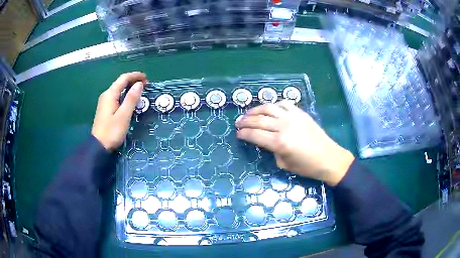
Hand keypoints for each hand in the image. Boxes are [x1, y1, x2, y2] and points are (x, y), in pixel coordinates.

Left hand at [91, 72, 145, 150]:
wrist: (98, 146)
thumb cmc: (112, 131)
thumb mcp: (124, 115)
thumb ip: (131, 99)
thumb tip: (139, 84)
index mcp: (110, 94)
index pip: (124, 78)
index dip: (135, 76)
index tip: (147, 79)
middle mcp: (106, 95)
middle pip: (120, 82)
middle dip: (133, 81)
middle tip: (146, 85)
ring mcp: (105, 102)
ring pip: (118, 89)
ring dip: (129, 88)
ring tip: (140, 91)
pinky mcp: (105, 109)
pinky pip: (117, 96)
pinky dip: (125, 95)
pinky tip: (130, 100)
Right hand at [236, 100, 353, 185]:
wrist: (328, 158)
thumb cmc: (307, 166)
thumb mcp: (284, 164)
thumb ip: (273, 151)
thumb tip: (266, 141)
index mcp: (279, 143)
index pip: (254, 135)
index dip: (243, 134)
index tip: (237, 134)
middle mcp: (283, 126)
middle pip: (258, 120)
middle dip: (245, 121)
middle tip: (238, 123)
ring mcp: (292, 117)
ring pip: (269, 108)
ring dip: (255, 110)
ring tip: (249, 114)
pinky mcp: (300, 113)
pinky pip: (283, 104)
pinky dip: (274, 105)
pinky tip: (270, 109)